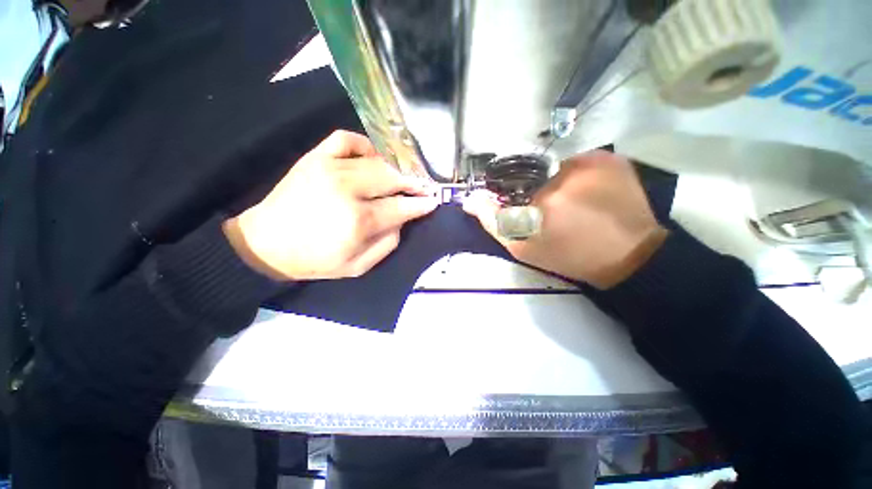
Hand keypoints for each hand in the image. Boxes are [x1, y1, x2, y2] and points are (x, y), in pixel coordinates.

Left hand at [224, 130, 438, 280]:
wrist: (267, 243)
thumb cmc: (315, 260)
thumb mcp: (358, 266)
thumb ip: (388, 243)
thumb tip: (403, 219)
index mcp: (358, 220)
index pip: (401, 207)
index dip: (421, 204)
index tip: (433, 201)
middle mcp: (347, 189)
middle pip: (392, 178)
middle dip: (414, 182)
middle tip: (423, 187)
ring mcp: (329, 167)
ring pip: (376, 160)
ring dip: (395, 168)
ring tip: (403, 176)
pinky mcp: (315, 157)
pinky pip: (347, 139)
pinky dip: (365, 145)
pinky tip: (371, 158)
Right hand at [463, 150, 667, 288]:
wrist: (628, 256)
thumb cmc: (569, 257)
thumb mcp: (523, 248)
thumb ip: (494, 223)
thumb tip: (470, 200)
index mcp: (541, 203)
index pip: (508, 188)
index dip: (510, 197)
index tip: (522, 209)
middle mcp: (564, 176)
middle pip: (533, 177)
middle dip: (536, 192)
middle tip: (551, 212)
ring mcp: (591, 162)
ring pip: (556, 169)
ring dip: (557, 183)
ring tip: (573, 204)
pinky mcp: (610, 158)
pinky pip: (579, 163)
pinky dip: (577, 176)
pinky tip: (588, 194)